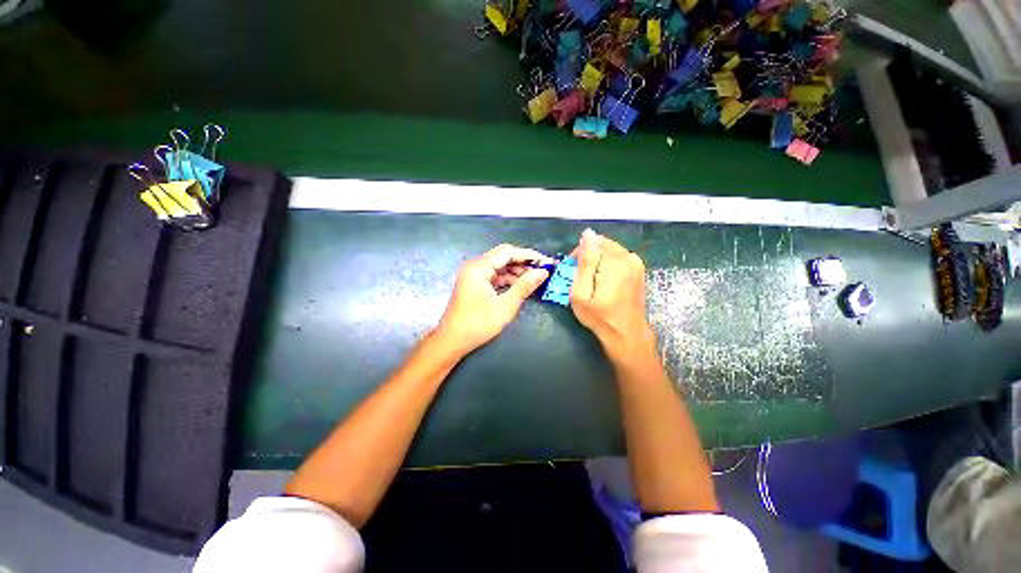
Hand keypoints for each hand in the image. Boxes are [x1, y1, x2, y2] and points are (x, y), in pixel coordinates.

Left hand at [434, 244, 551, 355]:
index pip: (508, 252)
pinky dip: (508, 278)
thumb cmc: (477, 324)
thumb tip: (543, 272)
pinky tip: (520, 285)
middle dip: (524, 262)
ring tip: (535, 279)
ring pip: (500, 265)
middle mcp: (475, 266)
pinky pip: (494, 275)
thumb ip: (524, 286)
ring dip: (517, 271)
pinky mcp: (475, 283)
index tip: (547, 262)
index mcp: (479, 267)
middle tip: (543, 270)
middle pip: (503, 256)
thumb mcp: (505, 306)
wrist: (452, 340)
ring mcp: (474, 274)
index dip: (529, 255)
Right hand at [570, 229, 656, 363]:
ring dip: (598, 258)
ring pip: (610, 248)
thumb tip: (587, 234)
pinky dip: (608, 262)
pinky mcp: (638, 268)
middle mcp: (627, 257)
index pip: (591, 242)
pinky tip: (604, 278)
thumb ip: (585, 262)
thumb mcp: (581, 293)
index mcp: (613, 262)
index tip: (573, 270)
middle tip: (581, 275)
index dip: (578, 254)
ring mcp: (635, 262)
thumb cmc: (599, 316)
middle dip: (588, 254)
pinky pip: (618, 255)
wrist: (626, 333)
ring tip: (592, 278)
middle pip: (602, 243)